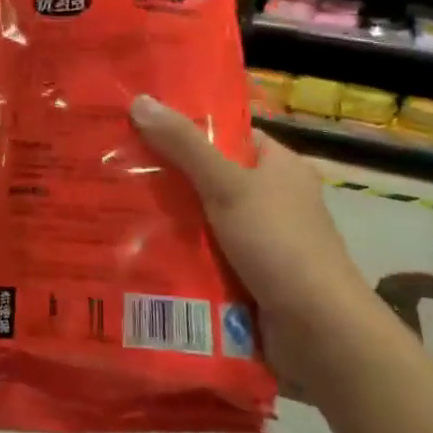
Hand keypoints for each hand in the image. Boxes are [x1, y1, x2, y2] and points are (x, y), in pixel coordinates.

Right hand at [130, 95, 386, 391]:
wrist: (320, 333)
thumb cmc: (279, 243)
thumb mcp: (227, 185)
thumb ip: (184, 146)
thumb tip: (140, 99)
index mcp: (279, 166)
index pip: (229, 134)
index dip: (187, 128)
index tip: (139, 126)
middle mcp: (273, 199)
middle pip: (210, 177)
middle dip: (168, 177)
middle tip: (114, 168)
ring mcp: (263, 241)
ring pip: (204, 220)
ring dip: (169, 220)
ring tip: (112, 208)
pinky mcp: (251, 276)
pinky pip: (206, 255)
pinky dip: (180, 254)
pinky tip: (138, 252)